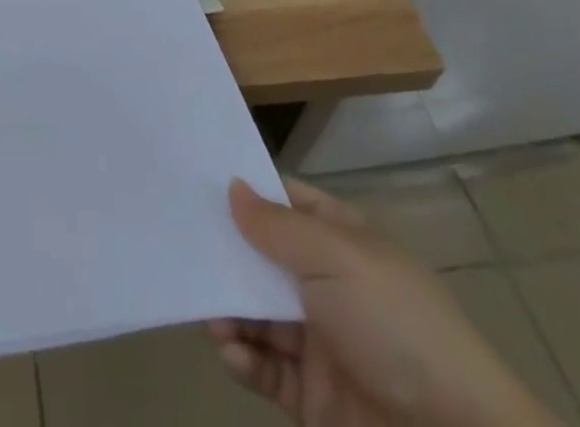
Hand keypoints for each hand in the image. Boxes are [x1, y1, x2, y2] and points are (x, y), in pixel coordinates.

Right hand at [212, 178, 559, 426]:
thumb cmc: (395, 325)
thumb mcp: (335, 258)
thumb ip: (277, 226)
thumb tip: (233, 186)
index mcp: (343, 242)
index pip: (286, 202)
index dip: (247, 191)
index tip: (197, 181)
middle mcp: (330, 285)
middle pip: (264, 258)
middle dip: (227, 254)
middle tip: (184, 248)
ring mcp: (321, 342)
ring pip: (259, 314)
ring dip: (230, 309)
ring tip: (210, 315)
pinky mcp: (313, 398)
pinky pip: (267, 369)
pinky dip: (244, 357)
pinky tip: (230, 349)